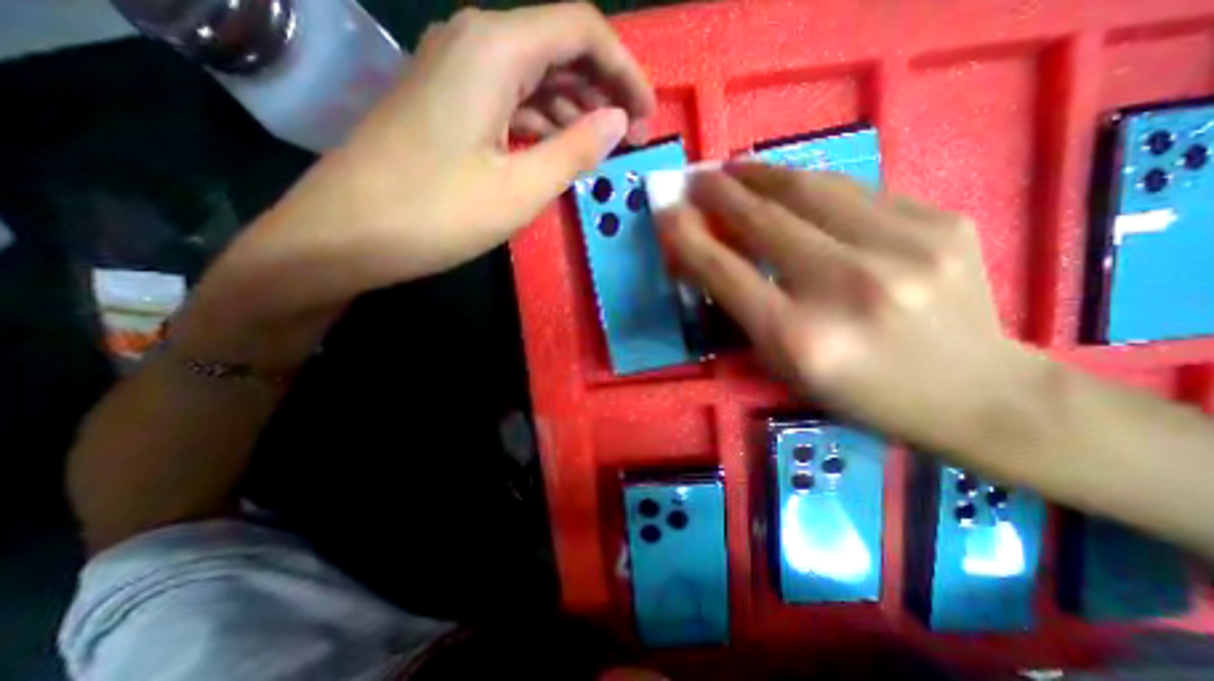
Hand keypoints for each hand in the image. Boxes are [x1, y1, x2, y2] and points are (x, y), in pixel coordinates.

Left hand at [179, 4, 653, 366]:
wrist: (346, 234)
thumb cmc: (438, 213)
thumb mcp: (522, 188)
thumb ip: (577, 149)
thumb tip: (618, 121)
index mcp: (495, 49)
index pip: (582, 30)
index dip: (625, 70)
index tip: (647, 115)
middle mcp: (474, 43)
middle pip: (559, 49)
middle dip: (603, 90)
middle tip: (630, 138)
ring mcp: (455, 73)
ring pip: (535, 77)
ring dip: (574, 109)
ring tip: (601, 149)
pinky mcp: (447, 103)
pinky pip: (510, 100)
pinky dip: (542, 122)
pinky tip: (557, 151)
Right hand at [659, 163, 1038, 453]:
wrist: (973, 394)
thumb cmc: (859, 392)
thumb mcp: (786, 367)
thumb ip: (743, 311)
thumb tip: (707, 258)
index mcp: (800, 338)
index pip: (724, 272)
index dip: (688, 237)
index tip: (666, 211)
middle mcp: (845, 288)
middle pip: (764, 221)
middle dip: (719, 193)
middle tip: (697, 178)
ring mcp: (902, 248)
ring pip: (810, 189)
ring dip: (761, 175)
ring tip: (736, 168)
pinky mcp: (942, 222)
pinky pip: (855, 191)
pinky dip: (812, 184)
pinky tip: (794, 185)